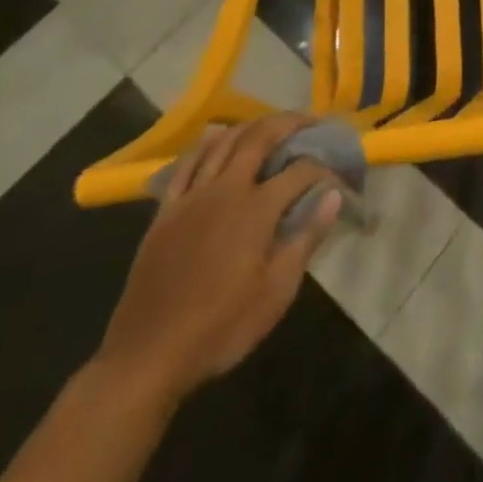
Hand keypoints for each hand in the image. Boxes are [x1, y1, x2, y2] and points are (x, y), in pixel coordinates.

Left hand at [92, 115, 342, 407]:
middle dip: (290, 123)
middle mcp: (226, 190)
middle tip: (309, 122)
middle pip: (261, 137)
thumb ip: (307, 238)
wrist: (145, 359)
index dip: (323, 168)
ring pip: (224, 141)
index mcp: (256, 209)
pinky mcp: (166, 211)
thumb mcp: (276, 293)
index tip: (337, 174)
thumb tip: (334, 195)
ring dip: (252, 126)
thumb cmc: (220, 328)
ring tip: (270, 126)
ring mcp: (192, 197)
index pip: (300, 171)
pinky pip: (187, 163)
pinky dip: (208, 145)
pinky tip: (218, 142)